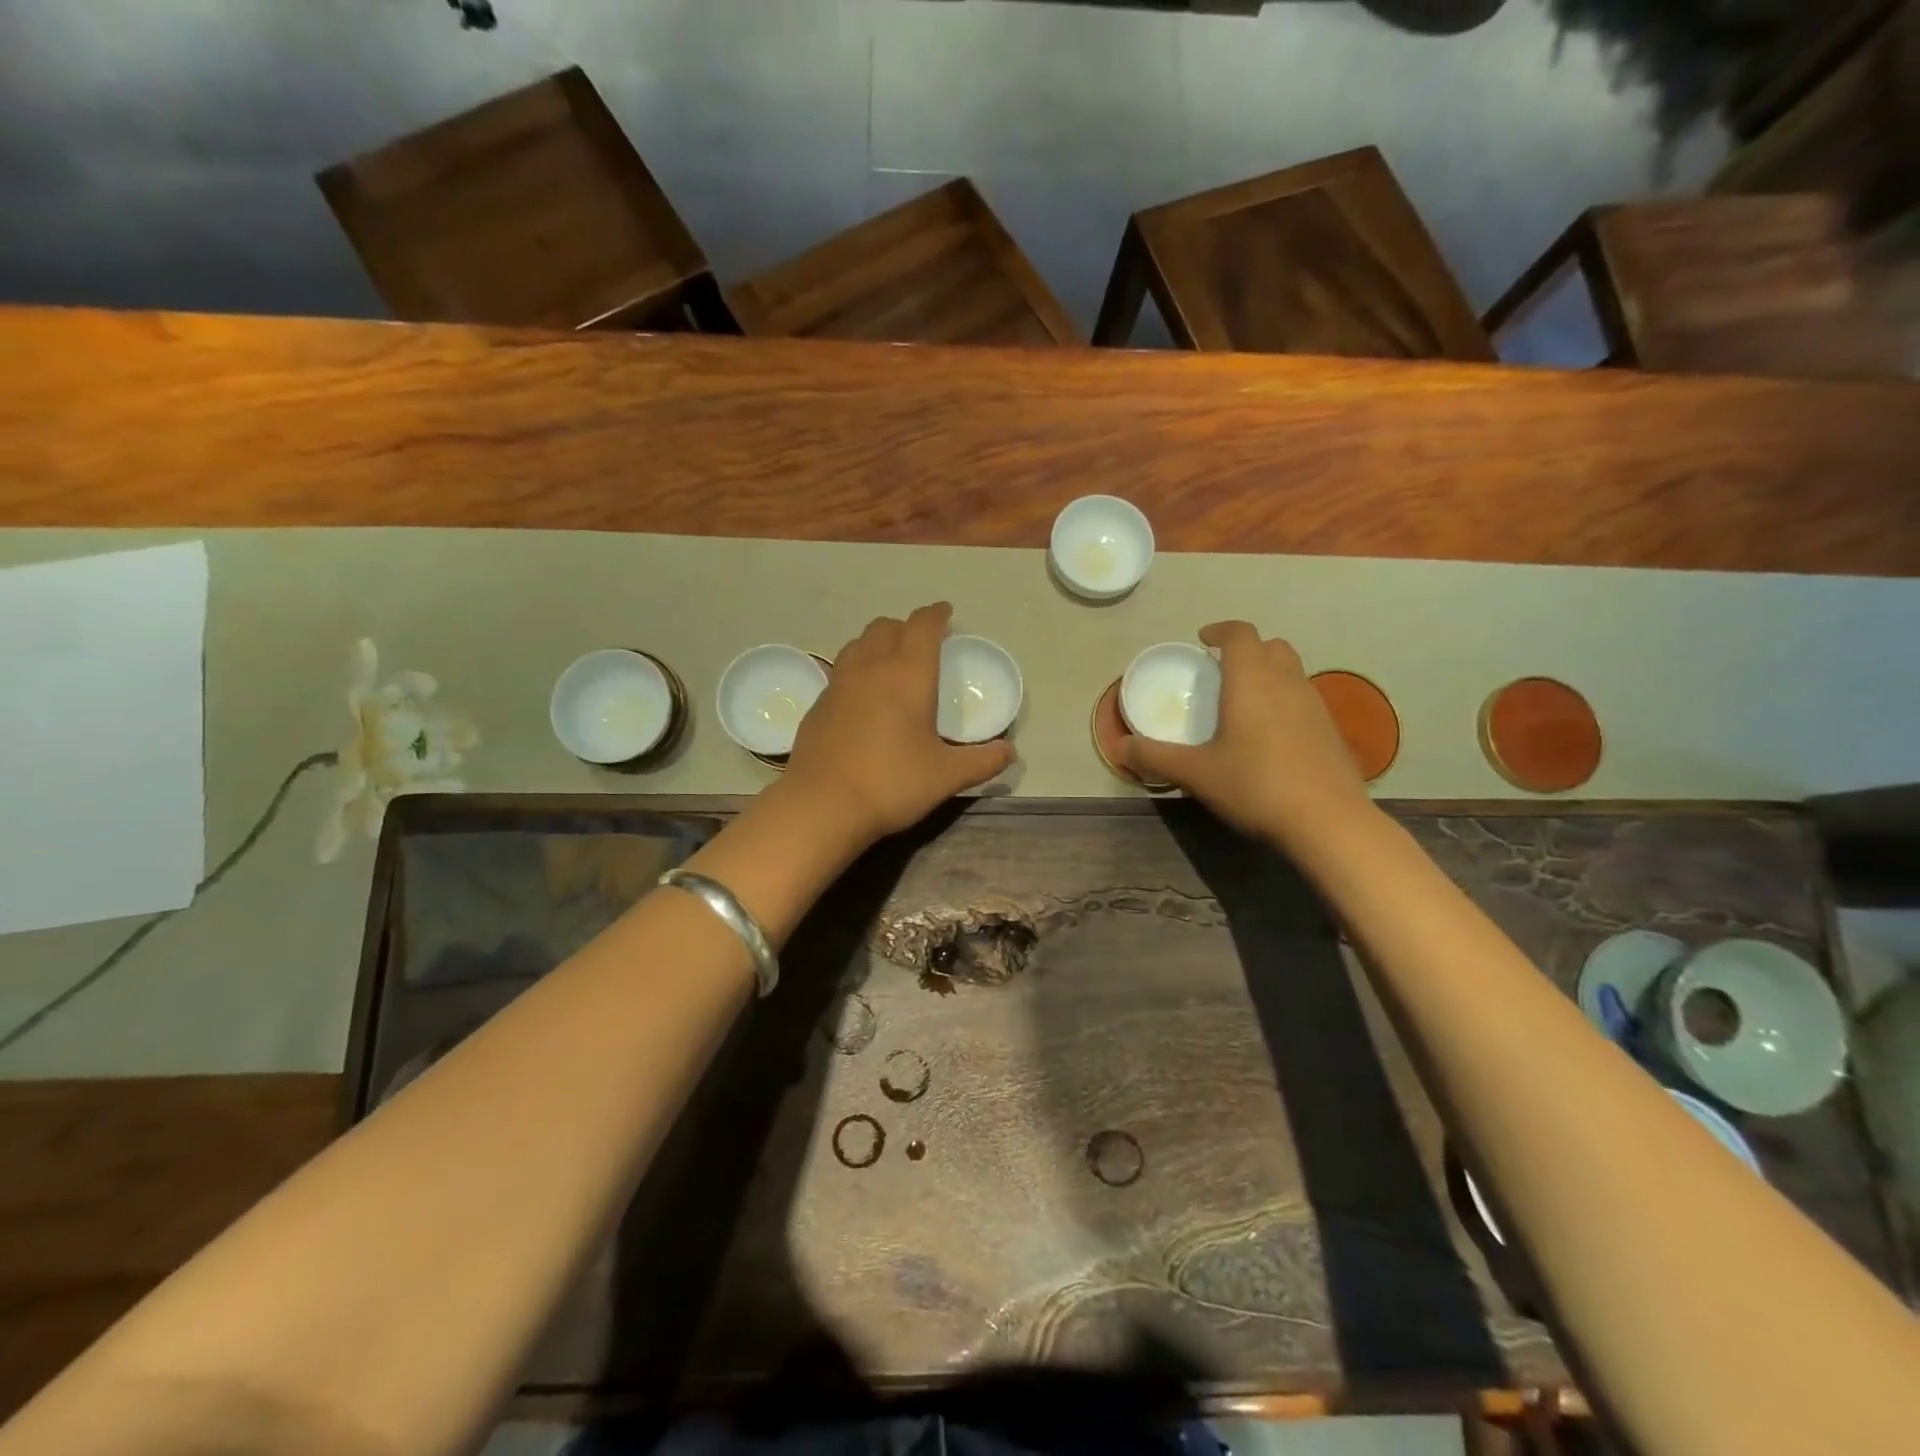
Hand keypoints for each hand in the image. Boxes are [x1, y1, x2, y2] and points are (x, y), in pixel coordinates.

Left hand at [783, 603, 1014, 846]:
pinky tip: (863, 698)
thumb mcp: (947, 776)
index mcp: (908, 674)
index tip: (946, 614)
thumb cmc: (892, 783)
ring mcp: (838, 683)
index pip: (923, 626)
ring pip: (858, 643)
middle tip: (922, 644)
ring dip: (878, 643)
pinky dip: (857, 669)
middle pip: (886, 627)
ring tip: (891, 663)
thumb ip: (982, 761)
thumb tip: (1010, 752)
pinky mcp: (818, 703)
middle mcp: (871, 667)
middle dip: (907, 627)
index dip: (937, 614)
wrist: (822, 805)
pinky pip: (841, 670)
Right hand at [1121, 621, 1371, 848]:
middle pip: (1272, 646)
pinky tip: (1271, 737)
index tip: (1203, 640)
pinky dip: (1285, 702)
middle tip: (1223, 673)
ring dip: (1269, 675)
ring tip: (1244, 704)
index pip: (1240, 634)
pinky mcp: (1332, 730)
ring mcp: (1315, 705)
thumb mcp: (1196, 774)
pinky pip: (1304, 699)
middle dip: (1247, 650)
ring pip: (1292, 672)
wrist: (1329, 822)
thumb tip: (1120, 747)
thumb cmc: (1256, 786)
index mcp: (1252, 681)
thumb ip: (1155, 757)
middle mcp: (1287, 683)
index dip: (1221, 631)